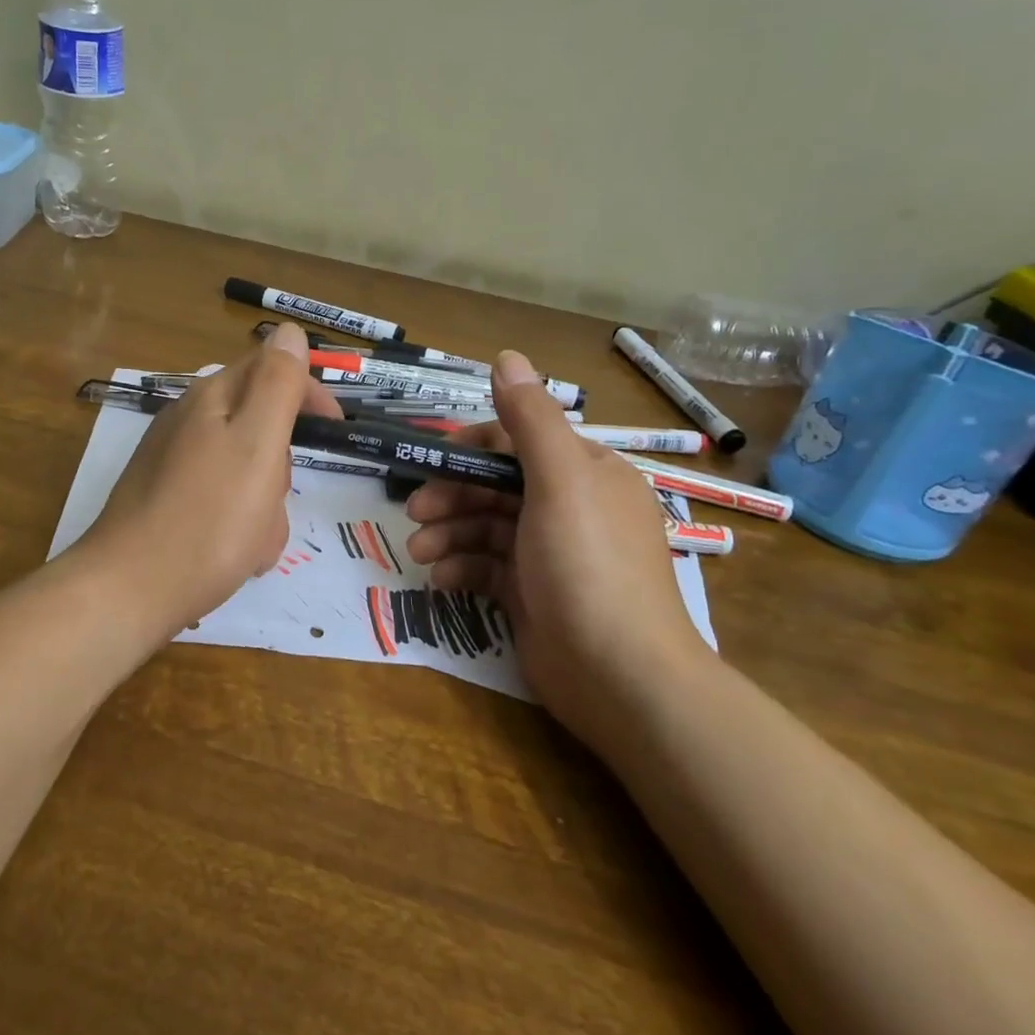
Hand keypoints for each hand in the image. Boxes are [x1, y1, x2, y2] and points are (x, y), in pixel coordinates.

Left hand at [77, 323, 343, 640]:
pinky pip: (223, 501)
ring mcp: (173, 464)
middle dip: (280, 464)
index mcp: (210, 399)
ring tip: (254, 539)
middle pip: (259, 426)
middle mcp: (188, 423)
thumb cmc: (208, 518)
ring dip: (264, 504)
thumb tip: (288, 330)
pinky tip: (235, 555)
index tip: (336, 428)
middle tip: (275, 496)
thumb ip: (277, 384)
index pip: (269, 369)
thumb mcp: (257, 444)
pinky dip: (240, 525)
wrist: (131, 591)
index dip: (308, 392)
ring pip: (245, 471)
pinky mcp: (167, 502)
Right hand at [402, 351, 709, 719]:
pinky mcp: (532, 594)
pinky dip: (460, 568)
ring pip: (486, 527)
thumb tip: (507, 356)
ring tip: (419, 552)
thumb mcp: (561, 481)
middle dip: (452, 495)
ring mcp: (549, 554)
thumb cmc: (588, 565)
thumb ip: (530, 419)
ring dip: (448, 533)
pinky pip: (486, 567)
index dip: (473, 447)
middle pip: (496, 486)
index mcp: (586, 473)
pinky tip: (440, 579)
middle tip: (415, 511)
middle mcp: (570, 507)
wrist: (620, 677)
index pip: (520, 442)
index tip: (432, 458)